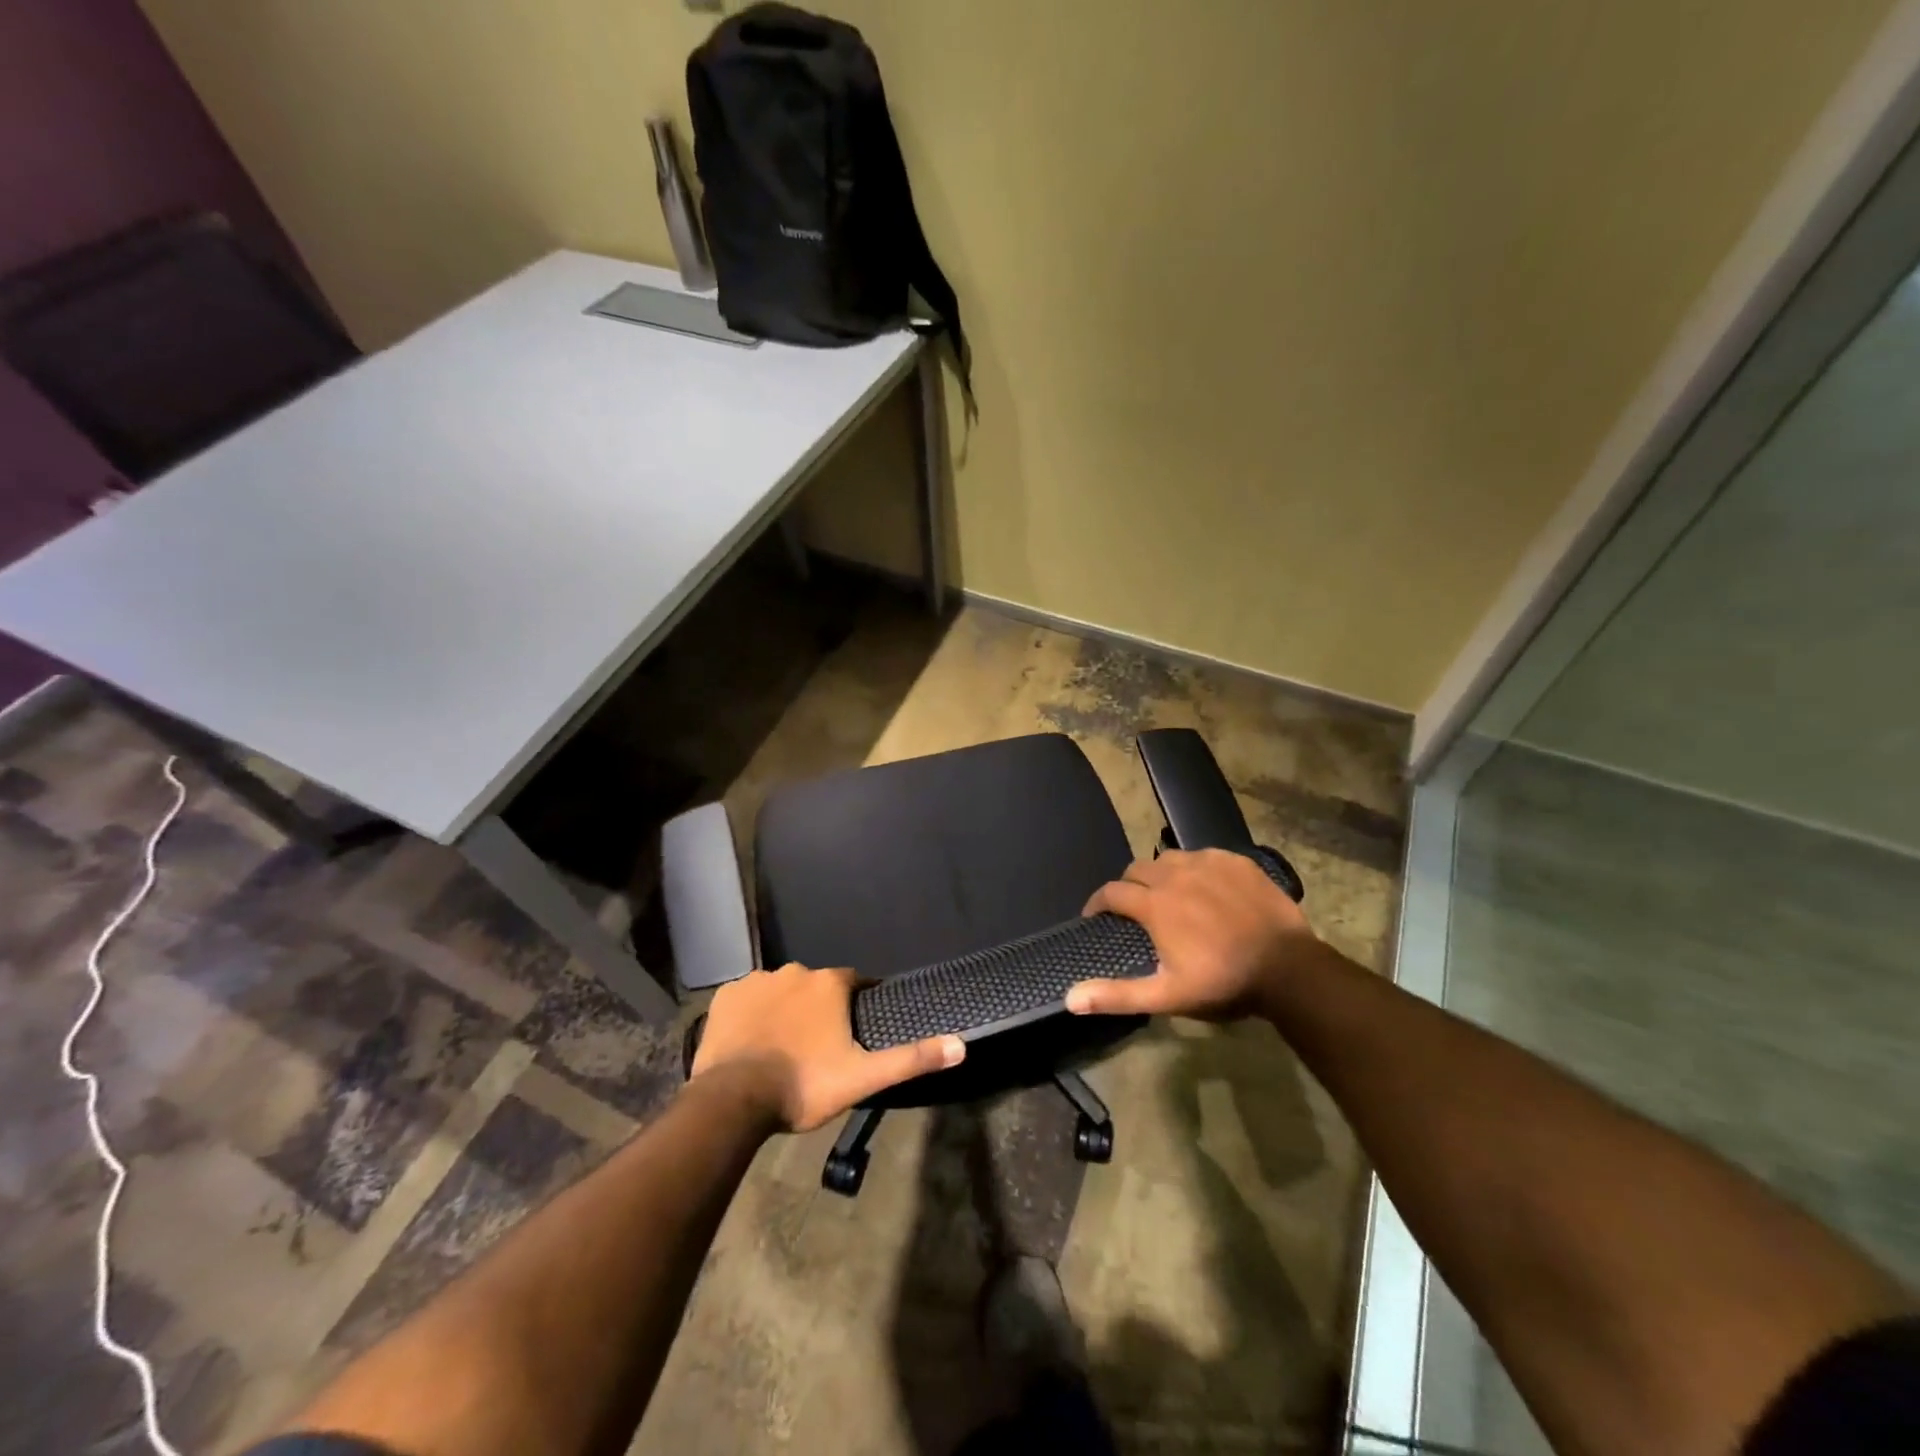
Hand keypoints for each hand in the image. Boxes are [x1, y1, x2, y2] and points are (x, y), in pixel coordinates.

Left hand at [689, 963, 964, 1131]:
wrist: (733, 1099)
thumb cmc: (804, 1085)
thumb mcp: (863, 1077)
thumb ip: (911, 1059)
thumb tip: (962, 1044)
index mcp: (830, 984)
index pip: (854, 984)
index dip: (855, 1006)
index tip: (851, 1032)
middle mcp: (795, 971)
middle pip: (815, 987)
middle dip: (818, 1010)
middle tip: (815, 1049)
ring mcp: (757, 980)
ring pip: (780, 991)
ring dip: (784, 1011)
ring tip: (781, 1049)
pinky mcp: (726, 995)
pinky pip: (746, 999)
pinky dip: (752, 1015)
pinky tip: (751, 1042)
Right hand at [1065, 849, 1314, 1020]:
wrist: (1289, 968)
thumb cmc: (1223, 982)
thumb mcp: (1167, 995)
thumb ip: (1117, 995)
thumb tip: (1069, 999)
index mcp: (1154, 904)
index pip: (1110, 892)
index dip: (1097, 904)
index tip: (1096, 917)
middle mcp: (1175, 874)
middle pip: (1136, 869)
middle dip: (1128, 887)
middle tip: (1135, 910)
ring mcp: (1208, 863)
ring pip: (1169, 858)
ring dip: (1159, 874)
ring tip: (1168, 895)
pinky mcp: (1236, 861)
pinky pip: (1203, 855)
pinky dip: (1194, 869)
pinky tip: (1204, 888)